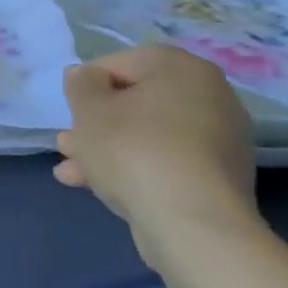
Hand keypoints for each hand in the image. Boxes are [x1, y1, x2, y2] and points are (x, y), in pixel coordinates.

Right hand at [55, 44, 259, 267]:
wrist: (192, 225)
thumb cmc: (133, 149)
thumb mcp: (89, 108)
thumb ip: (81, 84)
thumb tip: (87, 77)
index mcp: (182, 68)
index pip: (120, 63)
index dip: (86, 85)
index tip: (71, 111)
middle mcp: (211, 96)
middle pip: (135, 102)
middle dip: (96, 123)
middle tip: (68, 142)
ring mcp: (220, 141)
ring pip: (147, 135)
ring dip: (107, 148)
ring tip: (71, 170)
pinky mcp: (218, 179)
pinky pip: (166, 161)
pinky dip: (134, 168)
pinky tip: (98, 187)